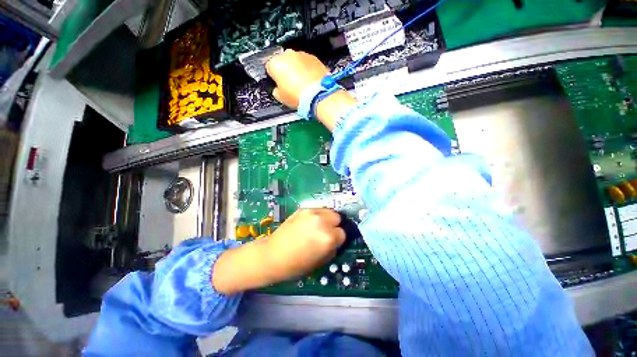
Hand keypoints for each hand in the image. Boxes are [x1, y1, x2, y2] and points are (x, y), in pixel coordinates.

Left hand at [264, 209, 345, 280]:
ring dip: (327, 218)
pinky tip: (309, 223)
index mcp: (328, 238)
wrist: (272, 255)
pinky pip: (317, 210)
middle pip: (338, 217)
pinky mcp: (302, 209)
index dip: (338, 239)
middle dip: (335, 225)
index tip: (333, 242)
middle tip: (327, 233)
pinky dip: (317, 216)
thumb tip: (337, 239)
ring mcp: (311, 213)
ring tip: (319, 226)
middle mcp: (322, 221)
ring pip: (329, 211)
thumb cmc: (296, 265)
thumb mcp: (321, 261)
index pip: (343, 233)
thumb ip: (333, 247)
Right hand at [266, 49, 329, 108]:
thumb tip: (277, 89)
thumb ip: (275, 90)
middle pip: (282, 62)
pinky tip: (309, 82)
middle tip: (290, 86)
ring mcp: (302, 55)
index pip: (268, 68)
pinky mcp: (314, 58)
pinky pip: (306, 63)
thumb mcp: (281, 98)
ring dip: (297, 70)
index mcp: (275, 63)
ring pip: (295, 61)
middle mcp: (287, 54)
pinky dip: (307, 70)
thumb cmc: (300, 96)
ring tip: (301, 85)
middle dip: (285, 72)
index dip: (273, 78)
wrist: (319, 95)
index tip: (278, 85)